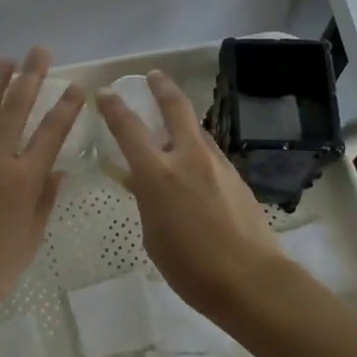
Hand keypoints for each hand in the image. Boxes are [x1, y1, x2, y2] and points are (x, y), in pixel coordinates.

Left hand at [0, 46, 84, 323]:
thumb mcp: (30, 238)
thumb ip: (44, 200)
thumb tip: (57, 170)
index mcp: (23, 180)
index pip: (51, 134)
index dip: (65, 108)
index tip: (75, 86)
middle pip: (16, 111)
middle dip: (30, 78)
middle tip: (39, 51)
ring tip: (4, 61)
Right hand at [96, 70, 288, 316]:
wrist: (250, 280)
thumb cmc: (190, 267)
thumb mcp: (153, 235)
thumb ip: (147, 200)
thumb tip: (143, 181)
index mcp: (158, 174)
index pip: (129, 128)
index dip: (114, 107)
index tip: (106, 93)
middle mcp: (188, 158)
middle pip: (175, 107)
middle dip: (162, 87)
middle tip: (154, 76)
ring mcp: (217, 164)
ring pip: (197, 130)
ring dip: (183, 121)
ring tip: (174, 124)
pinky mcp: (236, 176)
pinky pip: (211, 153)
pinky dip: (198, 149)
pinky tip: (195, 167)